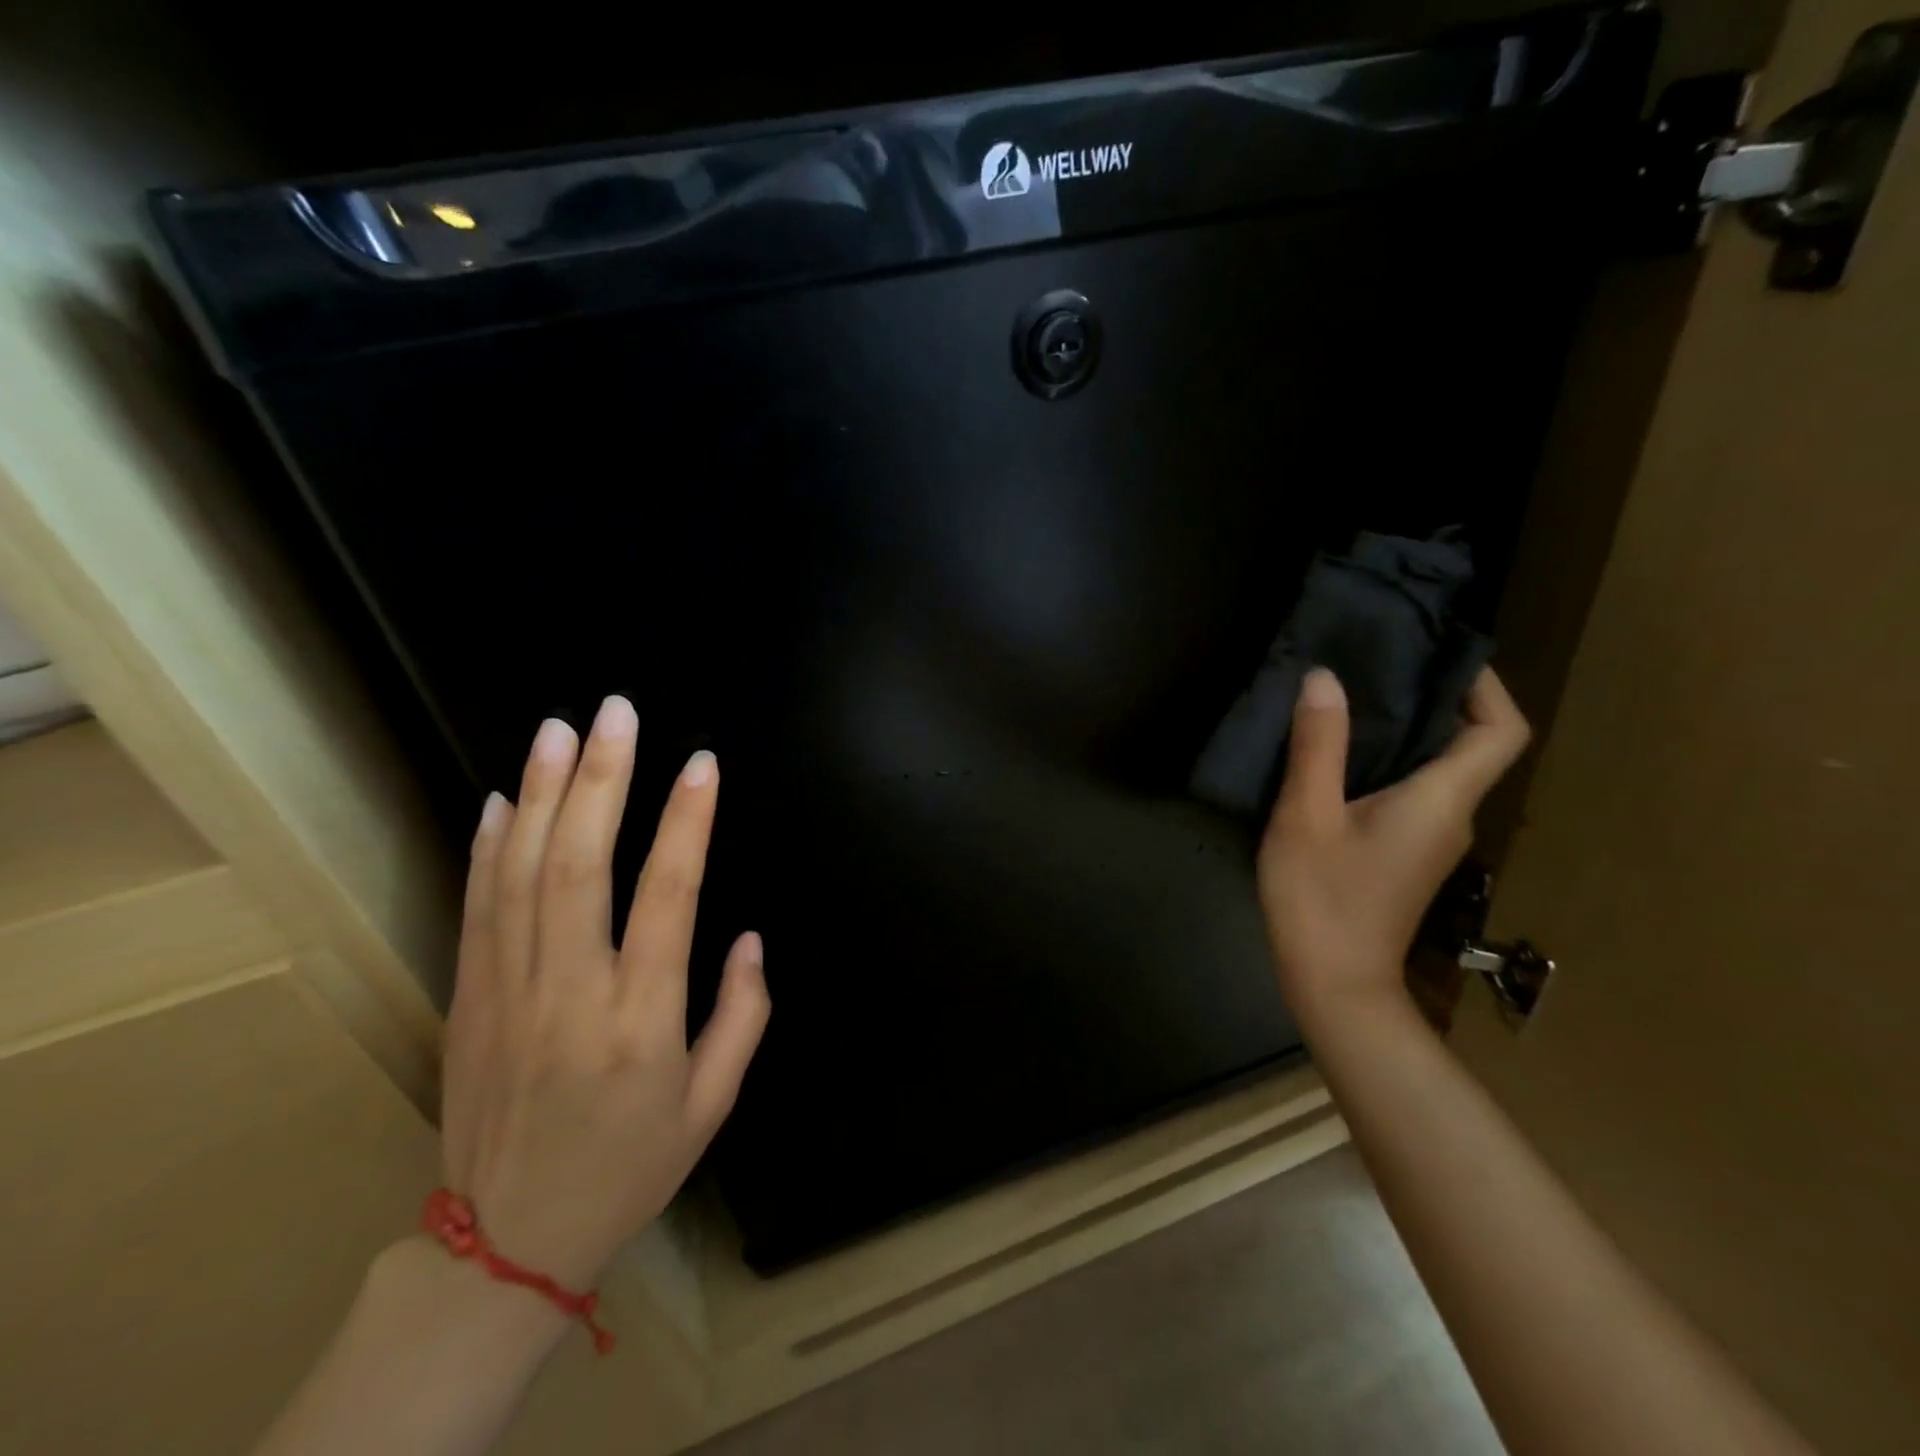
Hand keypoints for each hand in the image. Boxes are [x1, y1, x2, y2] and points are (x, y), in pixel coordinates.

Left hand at [440, 697, 769, 1287]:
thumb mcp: (712, 1105)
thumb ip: (742, 1015)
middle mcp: (571, 993)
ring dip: (545, 795)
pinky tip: (506, 798)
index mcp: (640, 1020)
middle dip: (602, 781)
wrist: (505, 1243)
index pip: (669, 897)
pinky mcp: (469, 999)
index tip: (702, 764)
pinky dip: (489, 847)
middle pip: (581, 867)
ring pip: (522, 874)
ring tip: (561, 730)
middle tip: (616, 713)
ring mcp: (508, 992)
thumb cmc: (629, 1166)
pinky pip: (477, 909)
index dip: (687, 823)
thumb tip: (747, 937)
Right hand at [1257, 666, 1529, 1024]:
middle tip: (1376, 666)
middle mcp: (1453, 815)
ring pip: (1439, 769)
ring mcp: (1433, 839)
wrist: (1333, 983)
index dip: (1485, 687)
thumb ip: (1318, 746)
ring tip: (1351, 699)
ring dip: (1408, 731)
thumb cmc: (1321, 898)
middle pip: (1471, 745)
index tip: (1438, 657)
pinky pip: (1414, 791)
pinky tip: (1339, 756)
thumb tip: (1325, 678)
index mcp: (1441, 800)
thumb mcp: (1306, 816)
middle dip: (1434, 699)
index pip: (1500, 731)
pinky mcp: (1408, 854)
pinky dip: (1389, 762)